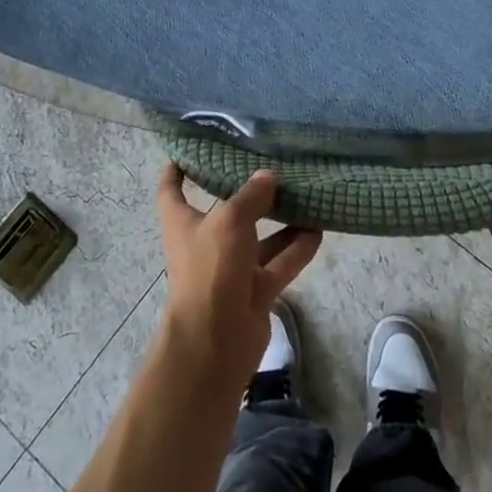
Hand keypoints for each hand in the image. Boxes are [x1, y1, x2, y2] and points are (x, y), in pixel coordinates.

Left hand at [155, 166, 321, 385]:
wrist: (216, 342)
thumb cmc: (211, 269)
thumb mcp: (230, 220)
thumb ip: (251, 196)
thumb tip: (267, 177)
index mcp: (182, 222)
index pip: (172, 189)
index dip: (177, 169)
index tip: (190, 150)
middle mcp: (204, 243)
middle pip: (225, 211)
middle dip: (247, 193)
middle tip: (272, 167)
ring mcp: (230, 269)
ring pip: (258, 239)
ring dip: (280, 221)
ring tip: (306, 196)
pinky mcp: (254, 291)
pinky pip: (278, 264)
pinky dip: (296, 249)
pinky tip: (319, 230)